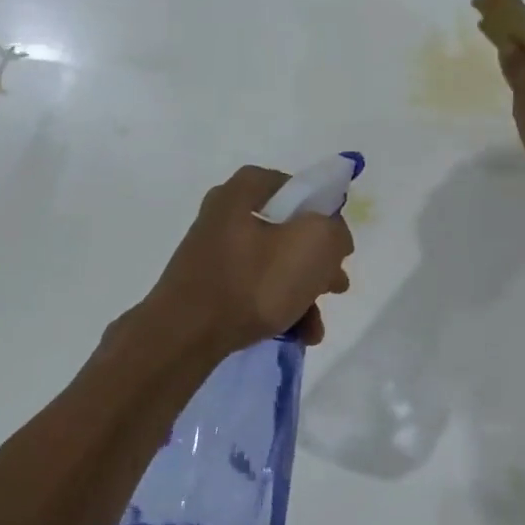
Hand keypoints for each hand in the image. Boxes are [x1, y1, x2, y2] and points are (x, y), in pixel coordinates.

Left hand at [147, 166, 354, 356]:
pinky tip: (296, 334)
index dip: (327, 216)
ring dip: (303, 294)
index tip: (340, 248)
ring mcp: (215, 250)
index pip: (300, 189)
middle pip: (290, 231)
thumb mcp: (313, 245)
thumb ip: (335, 231)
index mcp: (245, 190)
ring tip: (316, 327)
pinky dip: (278, 306)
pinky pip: (255, 288)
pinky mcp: (209, 284)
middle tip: (336, 288)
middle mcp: (226, 212)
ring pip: (275, 264)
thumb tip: (333, 239)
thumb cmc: (252, 282)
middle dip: (319, 264)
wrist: (185, 334)